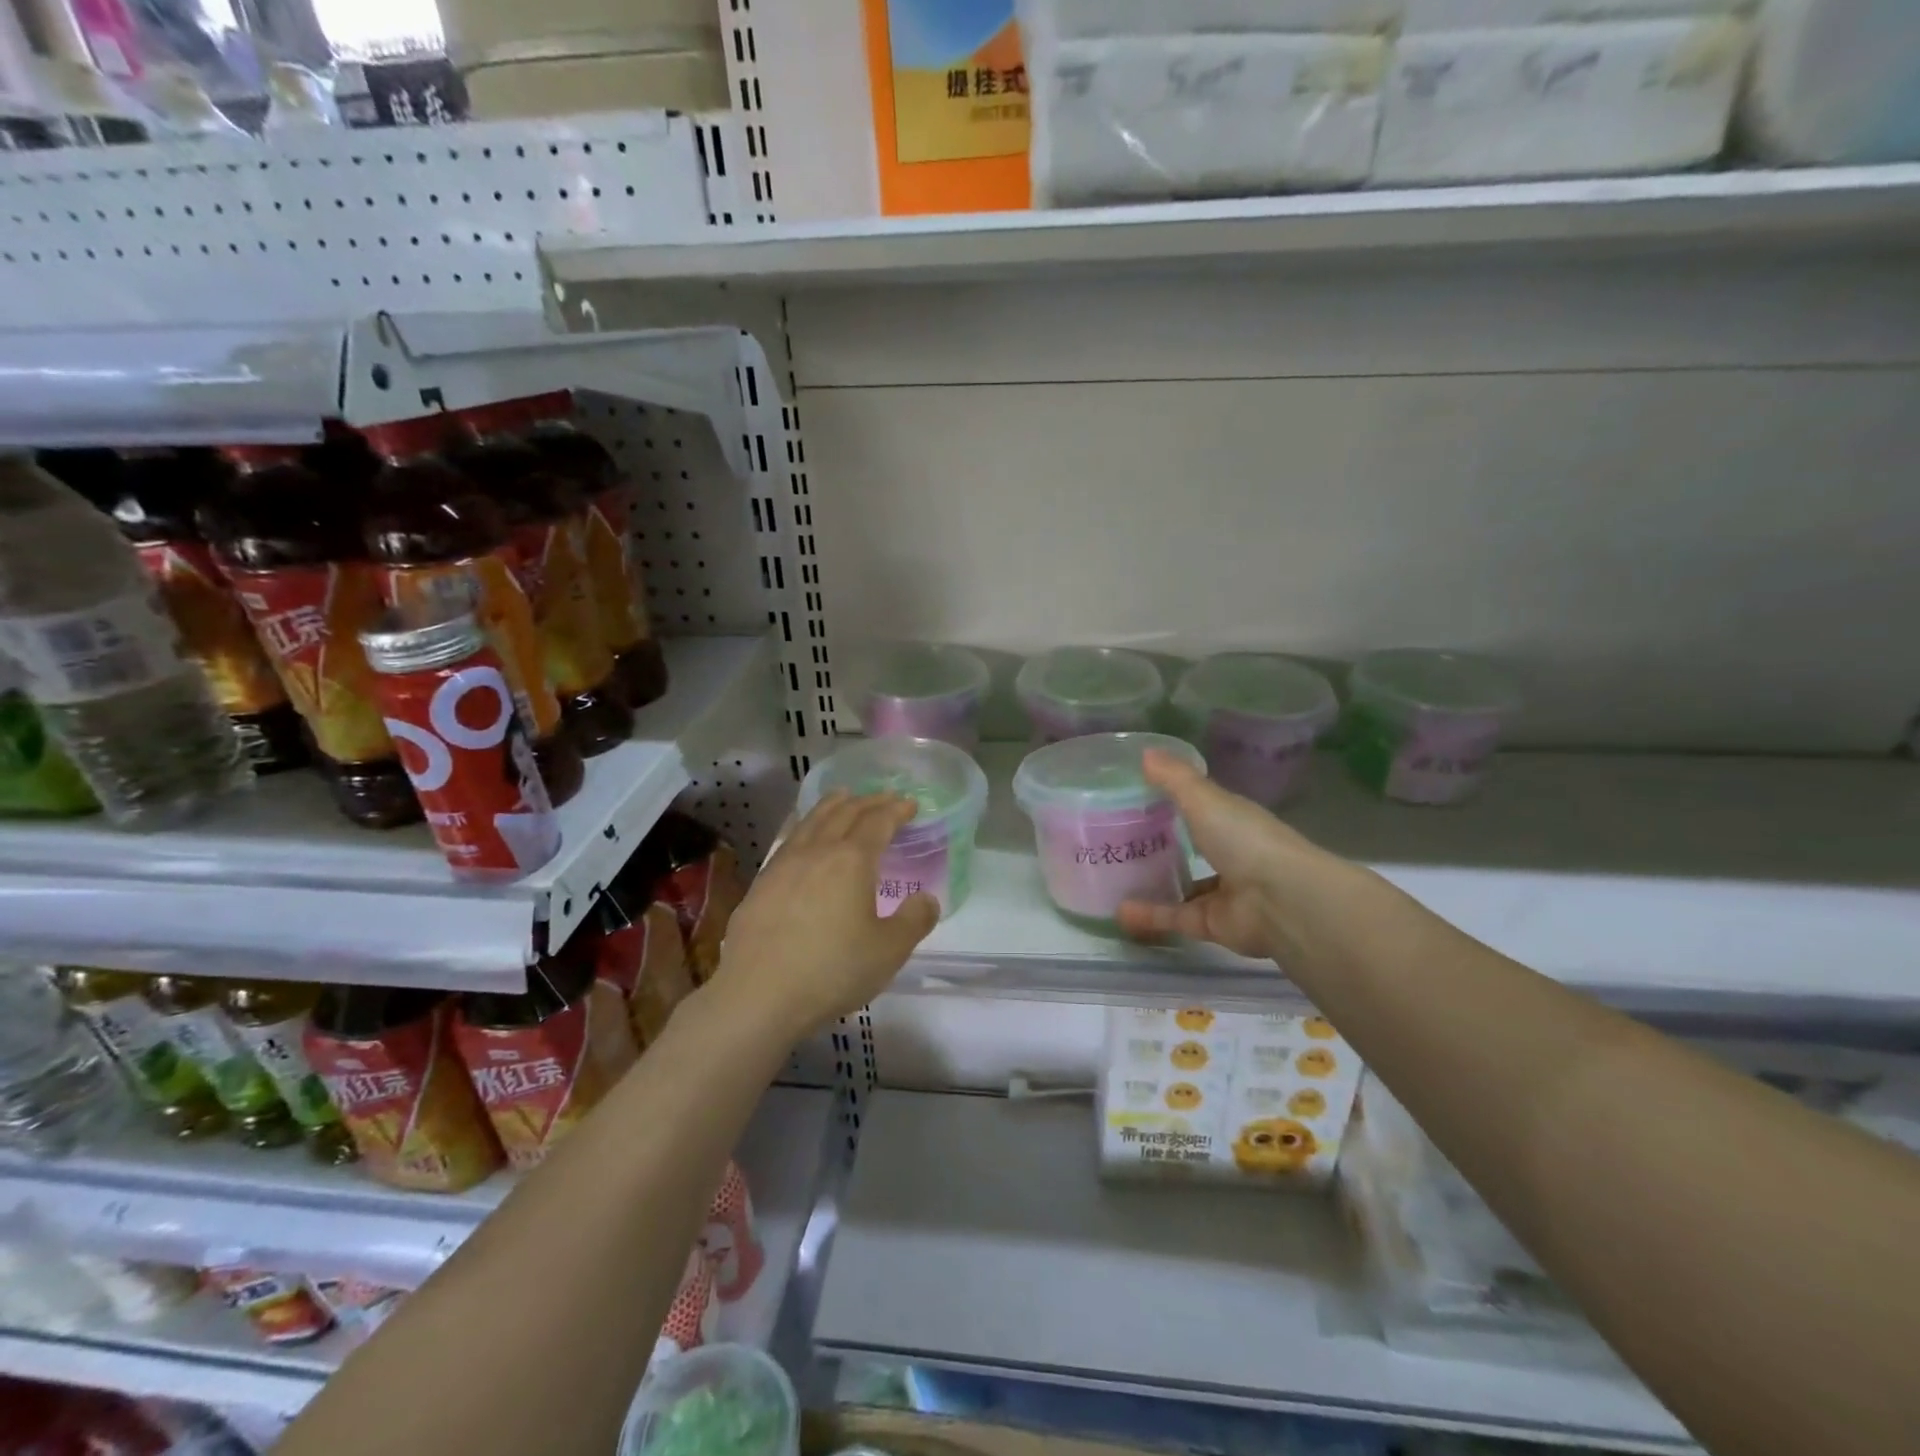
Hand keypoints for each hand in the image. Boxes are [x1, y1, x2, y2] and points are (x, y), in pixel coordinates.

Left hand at [709, 791, 938, 1033]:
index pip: (878, 822)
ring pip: (811, 821)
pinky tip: (804, 836)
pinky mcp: (760, 884)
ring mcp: (783, 865)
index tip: (910, 804)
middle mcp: (817, 852)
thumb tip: (926, 899)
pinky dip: (806, 826)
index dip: (896, 809)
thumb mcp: (888, 951)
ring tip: (843, 798)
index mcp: (851, 861)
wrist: (758, 995)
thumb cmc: (832, 970)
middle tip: (884, 798)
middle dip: (868, 801)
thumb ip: (913, 921)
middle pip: (844, 813)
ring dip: (833, 805)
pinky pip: (790, 840)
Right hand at [1117, 749, 1351, 961]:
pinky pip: (1174, 919)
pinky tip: (1119, 912)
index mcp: (1232, 820)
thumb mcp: (1204, 798)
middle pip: (1193, 848)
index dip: (1176, 801)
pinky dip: (1148, 917)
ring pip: (1184, 887)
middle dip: (1163, 845)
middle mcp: (1231, 855)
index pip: (1203, 808)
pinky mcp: (1212, 925)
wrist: (1280, 900)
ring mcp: (1222, 892)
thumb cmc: (1243, 838)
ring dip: (1154, 884)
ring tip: (1115, 878)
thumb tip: (1145, 752)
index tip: (1138, 796)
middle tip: (1120, 840)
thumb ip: (1174, 778)